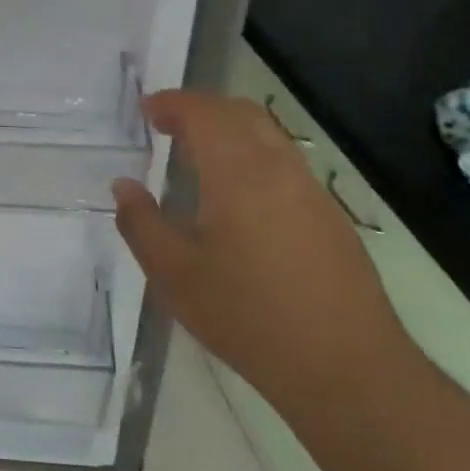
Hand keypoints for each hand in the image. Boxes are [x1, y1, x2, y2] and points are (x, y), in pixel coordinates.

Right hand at [110, 90, 415, 428]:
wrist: (346, 367)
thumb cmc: (248, 317)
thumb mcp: (174, 276)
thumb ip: (141, 223)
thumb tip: (123, 186)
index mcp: (238, 172)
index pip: (203, 113)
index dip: (171, 103)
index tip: (145, 109)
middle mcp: (278, 167)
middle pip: (239, 112)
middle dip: (200, 108)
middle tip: (166, 125)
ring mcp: (310, 190)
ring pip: (267, 134)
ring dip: (228, 129)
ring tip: (197, 154)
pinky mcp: (329, 215)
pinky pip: (284, 162)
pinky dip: (251, 153)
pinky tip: (237, 194)